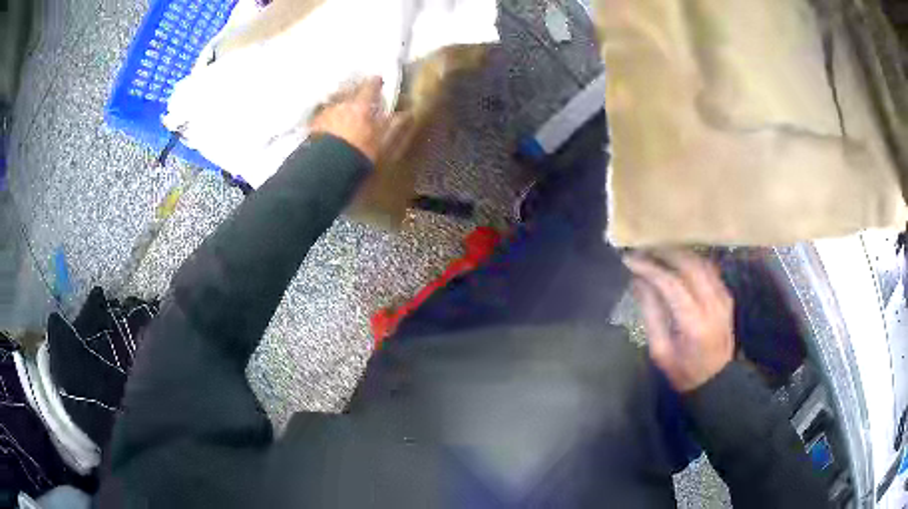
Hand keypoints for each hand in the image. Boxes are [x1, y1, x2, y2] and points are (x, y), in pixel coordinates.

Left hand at [310, 77, 390, 162]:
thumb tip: (405, 114)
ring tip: (343, 112)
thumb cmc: (359, 153)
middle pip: (349, 91)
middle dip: (355, 91)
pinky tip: (329, 126)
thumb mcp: (381, 142)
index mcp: (361, 105)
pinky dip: (328, 118)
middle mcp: (342, 104)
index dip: (376, 82)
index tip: (379, 79)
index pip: (370, 87)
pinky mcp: (312, 126)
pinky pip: (322, 116)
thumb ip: (392, 126)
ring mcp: (325, 114)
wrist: (326, 167)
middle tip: (360, 95)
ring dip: (340, 105)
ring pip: (335, 103)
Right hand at [624, 250, 734, 392]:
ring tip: (658, 252)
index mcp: (693, 323)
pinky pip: (709, 269)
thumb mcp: (660, 351)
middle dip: (665, 253)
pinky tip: (678, 262)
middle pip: (690, 265)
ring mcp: (723, 298)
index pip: (670, 283)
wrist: (716, 381)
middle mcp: (712, 304)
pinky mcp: (726, 296)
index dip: (649, 268)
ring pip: (702, 262)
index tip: (630, 260)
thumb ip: (651, 314)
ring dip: (679, 253)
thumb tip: (638, 282)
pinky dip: (692, 261)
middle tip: (644, 249)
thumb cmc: (684, 371)